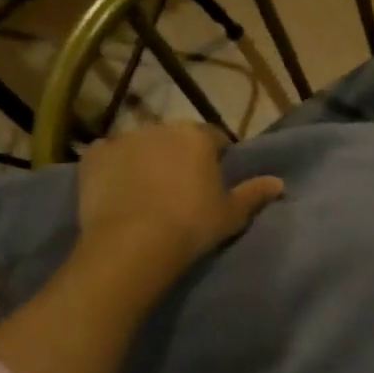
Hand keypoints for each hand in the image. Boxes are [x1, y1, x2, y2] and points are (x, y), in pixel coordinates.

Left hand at [74, 123, 284, 296]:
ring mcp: (123, 139)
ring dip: (147, 159)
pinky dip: (115, 168)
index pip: (215, 138)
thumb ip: (255, 194)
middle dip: (180, 156)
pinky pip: (108, 157)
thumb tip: (279, 183)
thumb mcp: (231, 214)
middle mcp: (160, 128)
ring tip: (148, 192)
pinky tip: (118, 191)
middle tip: (182, 188)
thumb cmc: (192, 226)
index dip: (217, 157)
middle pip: (176, 138)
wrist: (133, 244)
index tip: (214, 181)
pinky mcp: (93, 157)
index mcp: (198, 137)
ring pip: (142, 145)